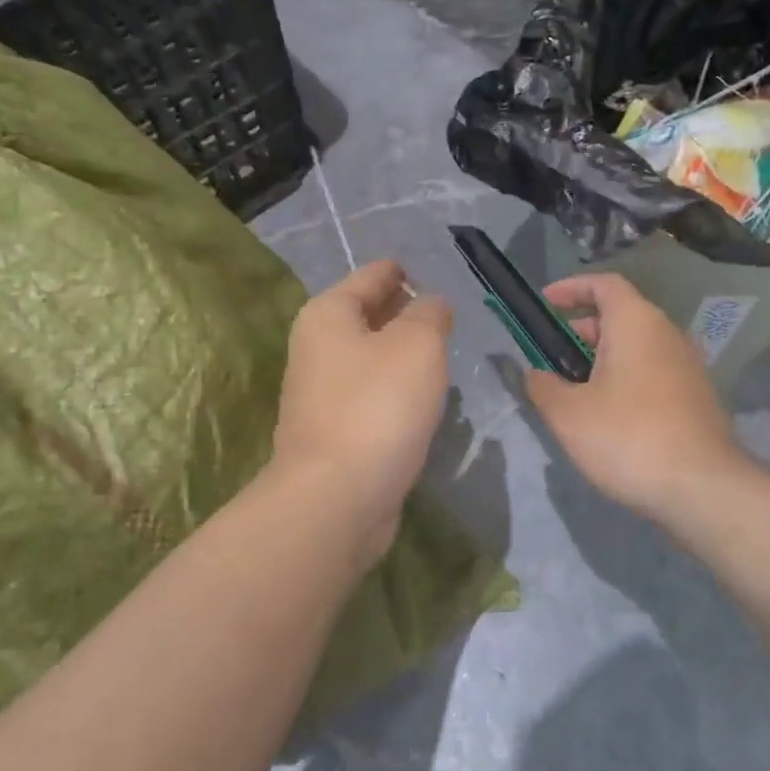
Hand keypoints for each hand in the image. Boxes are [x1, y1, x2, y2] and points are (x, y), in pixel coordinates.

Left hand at [272, 260, 452, 555]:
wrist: (337, 498)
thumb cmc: (378, 407)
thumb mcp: (417, 344)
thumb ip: (429, 314)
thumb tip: (430, 306)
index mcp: (328, 314)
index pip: (375, 274)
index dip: (409, 272)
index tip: (444, 280)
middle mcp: (318, 347)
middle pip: (370, 315)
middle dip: (409, 314)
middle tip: (452, 319)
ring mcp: (323, 392)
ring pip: (373, 358)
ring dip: (405, 356)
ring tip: (444, 356)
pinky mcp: (335, 431)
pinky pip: (373, 395)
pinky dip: (397, 391)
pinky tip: (425, 400)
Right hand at [523, 273, 755, 524]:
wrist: (702, 488)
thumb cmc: (627, 437)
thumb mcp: (568, 414)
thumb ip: (543, 386)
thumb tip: (535, 374)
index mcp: (636, 322)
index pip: (604, 284)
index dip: (571, 288)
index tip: (545, 303)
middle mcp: (667, 334)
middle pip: (621, 315)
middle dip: (582, 328)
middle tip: (552, 353)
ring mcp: (688, 366)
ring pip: (638, 347)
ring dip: (604, 358)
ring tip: (574, 388)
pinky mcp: (697, 397)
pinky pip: (653, 372)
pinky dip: (626, 378)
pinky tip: (608, 414)